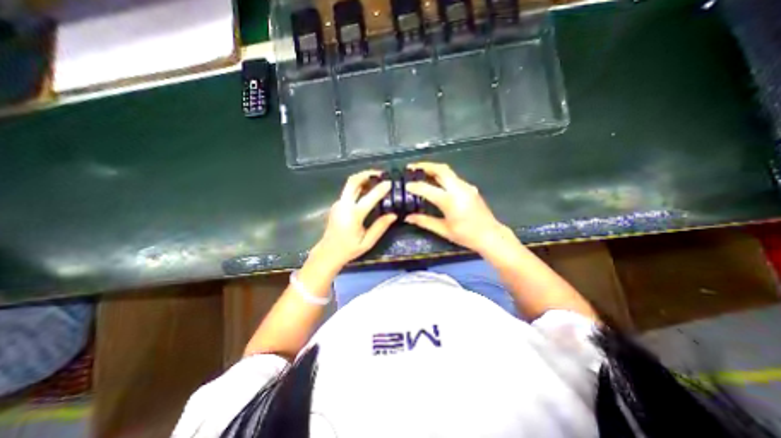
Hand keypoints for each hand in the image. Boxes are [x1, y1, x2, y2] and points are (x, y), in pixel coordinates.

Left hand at [310, 169, 397, 270]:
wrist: (327, 253)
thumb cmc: (349, 249)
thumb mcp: (368, 242)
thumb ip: (380, 227)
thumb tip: (393, 214)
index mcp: (353, 215)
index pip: (369, 197)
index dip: (381, 189)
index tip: (390, 183)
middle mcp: (343, 205)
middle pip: (353, 181)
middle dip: (366, 174)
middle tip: (380, 173)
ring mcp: (338, 204)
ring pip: (350, 184)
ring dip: (362, 179)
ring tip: (376, 179)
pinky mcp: (337, 205)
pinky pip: (348, 191)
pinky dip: (359, 186)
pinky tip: (368, 191)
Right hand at [402, 163, 506, 252]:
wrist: (490, 235)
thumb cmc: (466, 235)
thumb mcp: (443, 230)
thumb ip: (424, 221)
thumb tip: (408, 218)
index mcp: (450, 201)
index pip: (427, 189)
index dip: (415, 186)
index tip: (406, 185)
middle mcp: (458, 189)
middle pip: (441, 169)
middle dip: (425, 166)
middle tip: (412, 168)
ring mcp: (466, 187)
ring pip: (448, 171)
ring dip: (433, 169)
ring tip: (421, 172)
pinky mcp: (470, 188)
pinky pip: (453, 178)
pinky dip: (441, 176)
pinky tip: (436, 183)